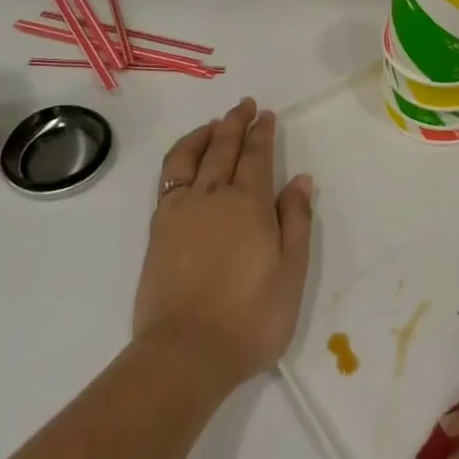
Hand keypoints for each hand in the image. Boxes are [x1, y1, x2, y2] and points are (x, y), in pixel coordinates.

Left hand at [134, 98, 315, 390]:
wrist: (185, 353)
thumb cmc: (251, 317)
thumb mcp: (291, 272)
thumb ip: (295, 220)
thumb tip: (300, 179)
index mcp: (248, 204)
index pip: (256, 156)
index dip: (262, 133)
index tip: (266, 115)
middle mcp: (211, 196)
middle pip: (222, 147)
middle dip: (235, 123)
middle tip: (244, 105)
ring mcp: (180, 211)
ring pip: (189, 156)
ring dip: (203, 134)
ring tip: (214, 124)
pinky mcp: (158, 229)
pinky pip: (168, 177)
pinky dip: (180, 157)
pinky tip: (186, 160)